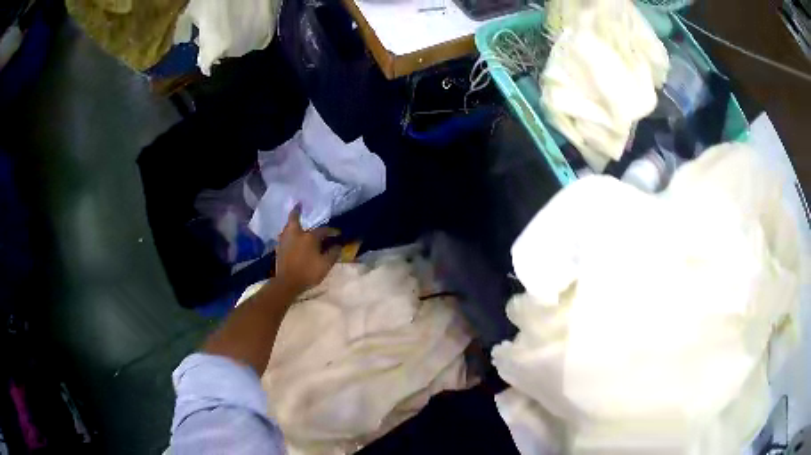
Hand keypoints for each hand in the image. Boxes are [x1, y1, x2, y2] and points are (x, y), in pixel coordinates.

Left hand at [275, 205, 339, 293]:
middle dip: (297, 212)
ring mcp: (285, 241)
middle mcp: (295, 235)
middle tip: (298, 206)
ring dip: (291, 223)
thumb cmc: (308, 272)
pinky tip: (290, 237)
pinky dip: (287, 233)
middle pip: (294, 219)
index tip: (338, 233)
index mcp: (309, 237)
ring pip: (287, 227)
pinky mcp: (279, 249)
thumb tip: (338, 246)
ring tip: (295, 223)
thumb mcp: (325, 264)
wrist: (287, 283)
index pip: (323, 231)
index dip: (331, 231)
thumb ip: (333, 254)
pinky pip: (284, 236)